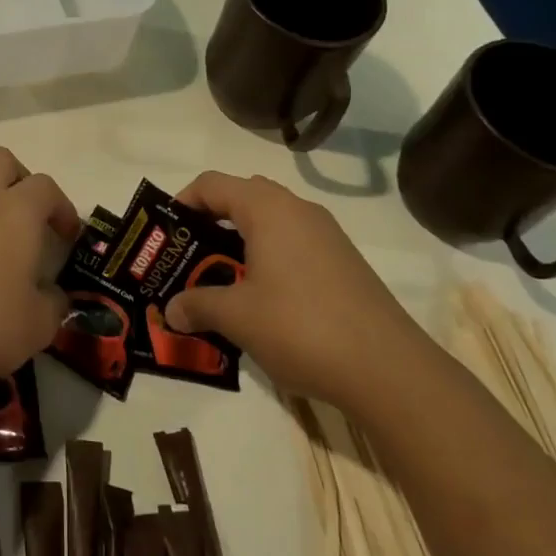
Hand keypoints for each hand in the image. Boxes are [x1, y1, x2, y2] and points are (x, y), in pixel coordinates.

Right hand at [165, 171, 430, 411]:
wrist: (390, 370)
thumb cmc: (301, 327)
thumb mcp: (237, 317)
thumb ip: (198, 305)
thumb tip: (171, 310)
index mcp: (268, 209)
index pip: (212, 185)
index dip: (182, 203)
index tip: (165, 236)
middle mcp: (298, 210)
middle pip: (242, 197)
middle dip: (210, 223)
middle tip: (190, 258)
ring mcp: (327, 236)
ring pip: (270, 223)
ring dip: (240, 244)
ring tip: (221, 281)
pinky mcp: (344, 263)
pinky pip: (294, 245)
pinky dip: (268, 259)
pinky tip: (262, 300)